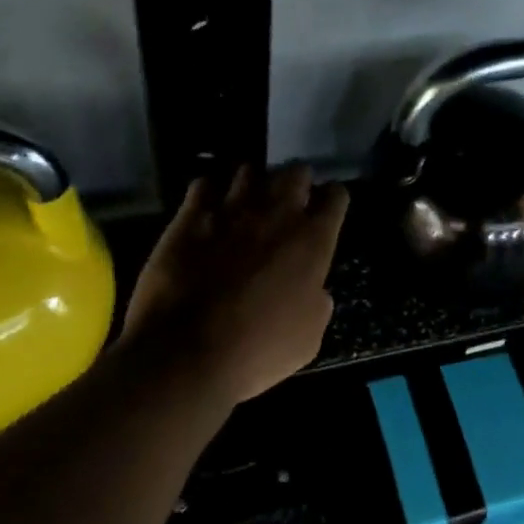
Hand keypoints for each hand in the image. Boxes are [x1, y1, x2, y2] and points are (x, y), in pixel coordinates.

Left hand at [119, 165, 349, 405]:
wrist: (186, 352)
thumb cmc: (258, 350)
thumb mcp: (309, 337)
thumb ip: (318, 301)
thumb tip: (314, 289)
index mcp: (313, 241)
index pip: (336, 196)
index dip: (333, 201)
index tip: (327, 210)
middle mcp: (277, 214)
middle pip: (295, 172)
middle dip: (296, 182)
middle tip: (290, 201)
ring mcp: (231, 209)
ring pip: (250, 170)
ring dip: (253, 183)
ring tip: (247, 200)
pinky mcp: (190, 216)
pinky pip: (204, 184)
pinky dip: (209, 192)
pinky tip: (208, 208)